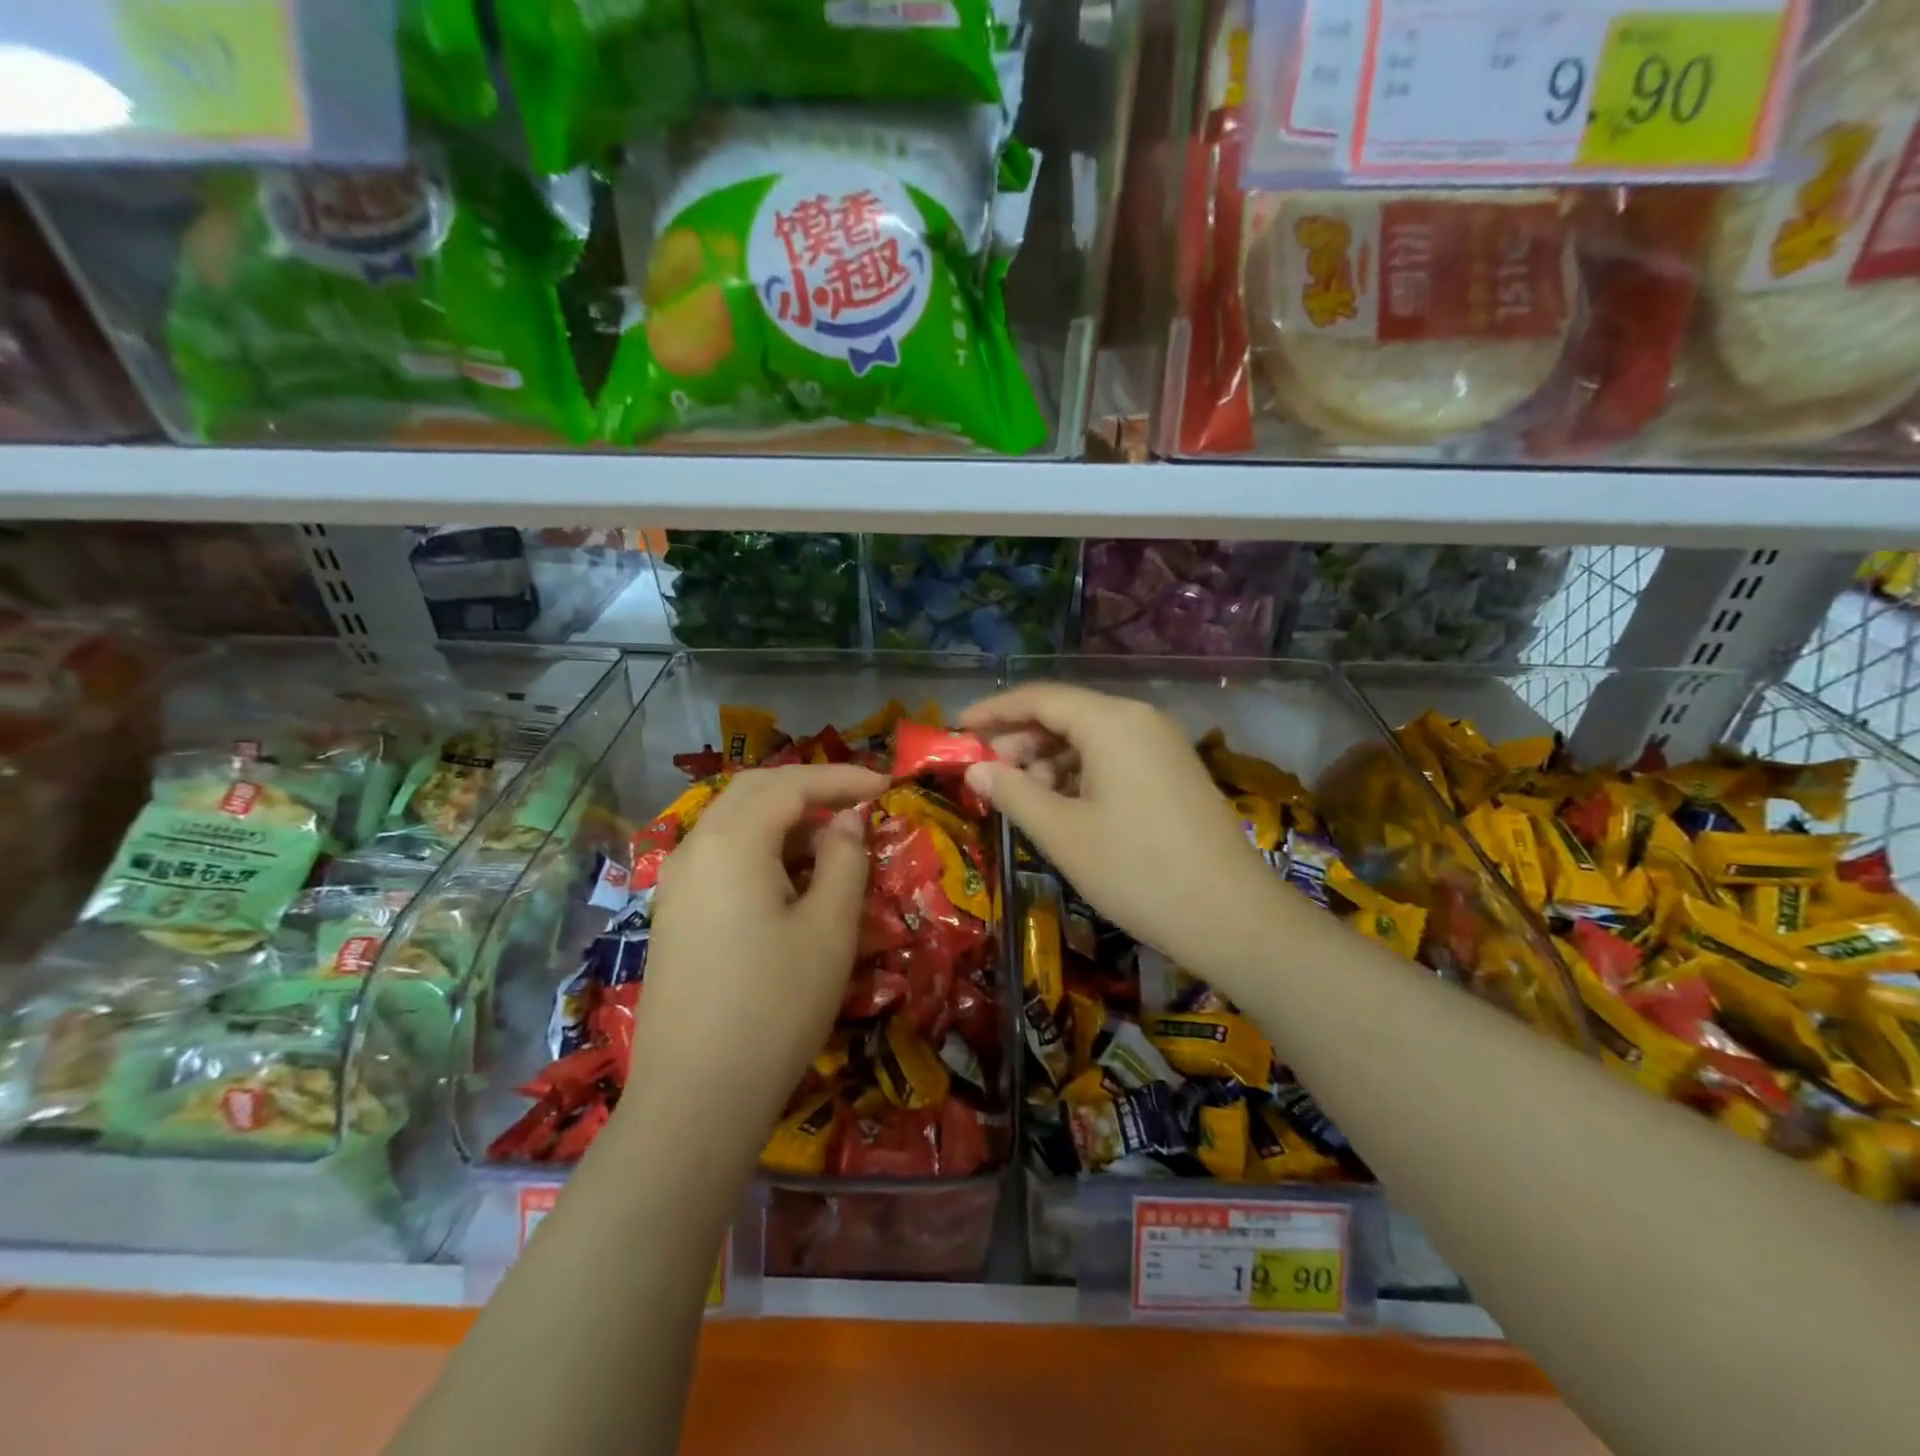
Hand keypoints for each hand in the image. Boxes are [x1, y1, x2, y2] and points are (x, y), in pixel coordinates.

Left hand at [627, 764, 885, 1146]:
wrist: (695, 1099)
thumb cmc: (775, 1006)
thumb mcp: (830, 928)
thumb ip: (844, 859)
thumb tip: (846, 820)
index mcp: (731, 843)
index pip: (790, 784)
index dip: (841, 777)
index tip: (886, 785)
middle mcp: (694, 850)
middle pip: (754, 792)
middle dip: (809, 788)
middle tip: (858, 802)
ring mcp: (676, 883)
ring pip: (734, 822)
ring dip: (784, 818)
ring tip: (832, 841)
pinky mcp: (674, 915)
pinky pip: (721, 856)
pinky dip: (761, 848)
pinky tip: (790, 879)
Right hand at [960, 684, 1286, 986]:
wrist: (1232, 917)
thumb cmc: (1136, 870)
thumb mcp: (1062, 833)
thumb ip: (1013, 792)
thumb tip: (976, 769)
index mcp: (1112, 722)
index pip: (1040, 698)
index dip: (994, 711)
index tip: (958, 729)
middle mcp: (1140, 720)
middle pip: (1066, 714)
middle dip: (1021, 740)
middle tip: (987, 774)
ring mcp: (1162, 746)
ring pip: (1090, 738)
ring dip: (1050, 761)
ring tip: (1023, 798)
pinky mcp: (1174, 773)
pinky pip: (1115, 757)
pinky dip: (1080, 774)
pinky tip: (1063, 807)